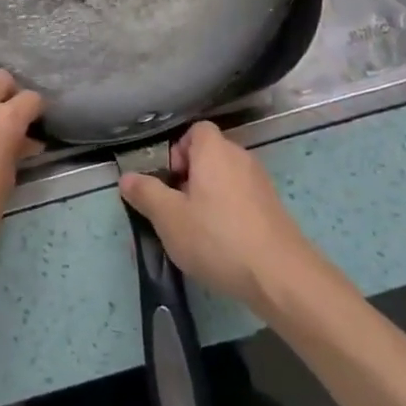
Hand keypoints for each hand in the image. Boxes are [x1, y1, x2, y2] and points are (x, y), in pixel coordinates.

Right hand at [119, 122, 325, 317]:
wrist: (279, 275)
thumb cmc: (217, 237)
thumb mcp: (169, 218)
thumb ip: (146, 193)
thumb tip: (126, 177)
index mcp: (214, 150)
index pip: (195, 131)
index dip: (178, 151)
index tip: (168, 181)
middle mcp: (239, 156)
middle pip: (209, 154)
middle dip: (189, 177)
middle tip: (175, 208)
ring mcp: (260, 182)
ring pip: (225, 178)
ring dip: (208, 196)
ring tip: (196, 230)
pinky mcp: (272, 208)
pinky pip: (241, 198)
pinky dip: (228, 211)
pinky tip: (221, 243)